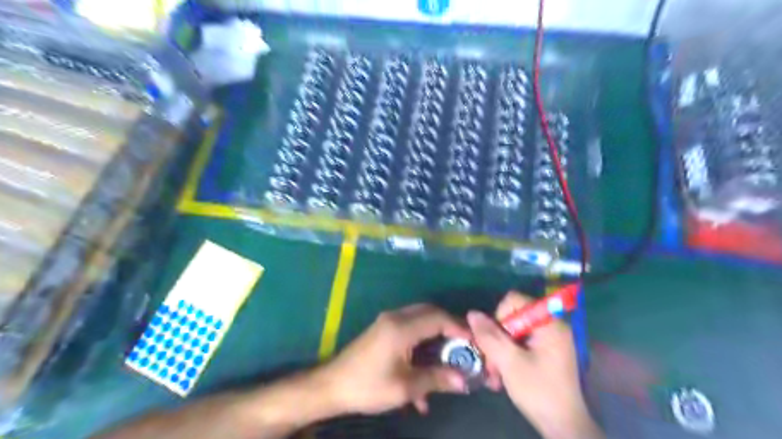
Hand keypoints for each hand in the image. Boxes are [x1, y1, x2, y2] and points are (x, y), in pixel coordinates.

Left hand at [318, 303, 468, 416]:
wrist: (332, 386)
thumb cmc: (368, 386)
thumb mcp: (405, 387)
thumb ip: (436, 379)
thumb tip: (463, 381)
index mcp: (402, 327)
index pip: (438, 317)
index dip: (459, 327)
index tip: (474, 342)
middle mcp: (396, 317)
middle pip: (430, 313)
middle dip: (450, 328)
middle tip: (465, 347)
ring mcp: (388, 322)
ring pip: (421, 320)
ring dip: (436, 336)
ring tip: (449, 360)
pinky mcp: (384, 330)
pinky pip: (410, 330)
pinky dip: (422, 343)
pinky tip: (424, 374)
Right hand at [466, 292, 598, 437]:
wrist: (564, 427)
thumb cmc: (538, 391)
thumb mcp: (509, 362)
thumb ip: (489, 336)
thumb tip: (472, 313)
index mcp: (549, 323)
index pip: (514, 300)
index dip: (499, 316)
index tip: (496, 341)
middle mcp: (551, 325)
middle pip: (512, 316)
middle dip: (497, 338)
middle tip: (491, 363)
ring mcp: (549, 339)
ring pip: (513, 331)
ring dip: (500, 349)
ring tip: (495, 374)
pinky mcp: (546, 351)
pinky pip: (520, 342)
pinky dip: (508, 354)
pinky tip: (503, 373)